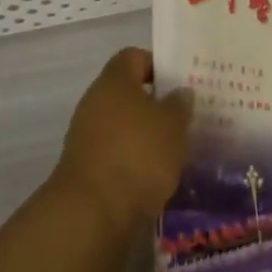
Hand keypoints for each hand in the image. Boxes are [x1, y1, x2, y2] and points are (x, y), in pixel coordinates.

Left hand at [51, 48, 191, 232]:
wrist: (93, 214)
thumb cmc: (137, 154)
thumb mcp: (172, 125)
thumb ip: (179, 104)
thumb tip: (179, 92)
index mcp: (113, 81)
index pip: (134, 57)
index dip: (157, 65)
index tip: (181, 83)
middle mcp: (94, 103)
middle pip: (127, 93)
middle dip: (156, 104)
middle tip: (185, 116)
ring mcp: (86, 137)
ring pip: (122, 125)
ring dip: (146, 134)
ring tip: (176, 148)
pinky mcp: (86, 169)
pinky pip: (116, 153)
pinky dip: (135, 159)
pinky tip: (157, 173)